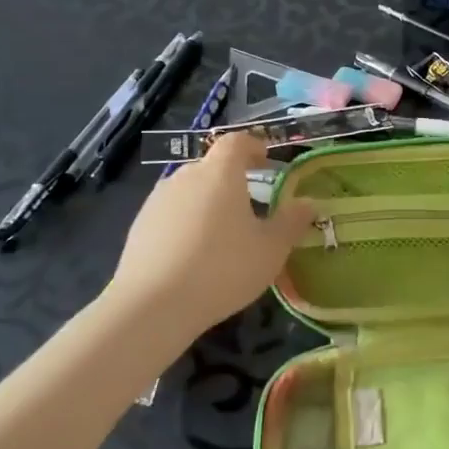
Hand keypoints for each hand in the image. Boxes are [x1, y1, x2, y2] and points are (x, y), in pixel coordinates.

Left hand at [106, 135, 313, 337]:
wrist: (151, 306)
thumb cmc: (222, 268)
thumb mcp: (271, 249)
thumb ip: (291, 221)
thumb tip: (308, 202)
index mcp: (220, 173)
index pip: (236, 142)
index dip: (253, 147)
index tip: (266, 160)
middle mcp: (186, 176)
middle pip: (212, 167)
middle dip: (232, 180)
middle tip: (250, 207)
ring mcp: (158, 200)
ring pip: (190, 191)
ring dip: (207, 203)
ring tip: (221, 235)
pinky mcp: (139, 226)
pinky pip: (170, 214)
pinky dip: (185, 224)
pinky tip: (192, 256)